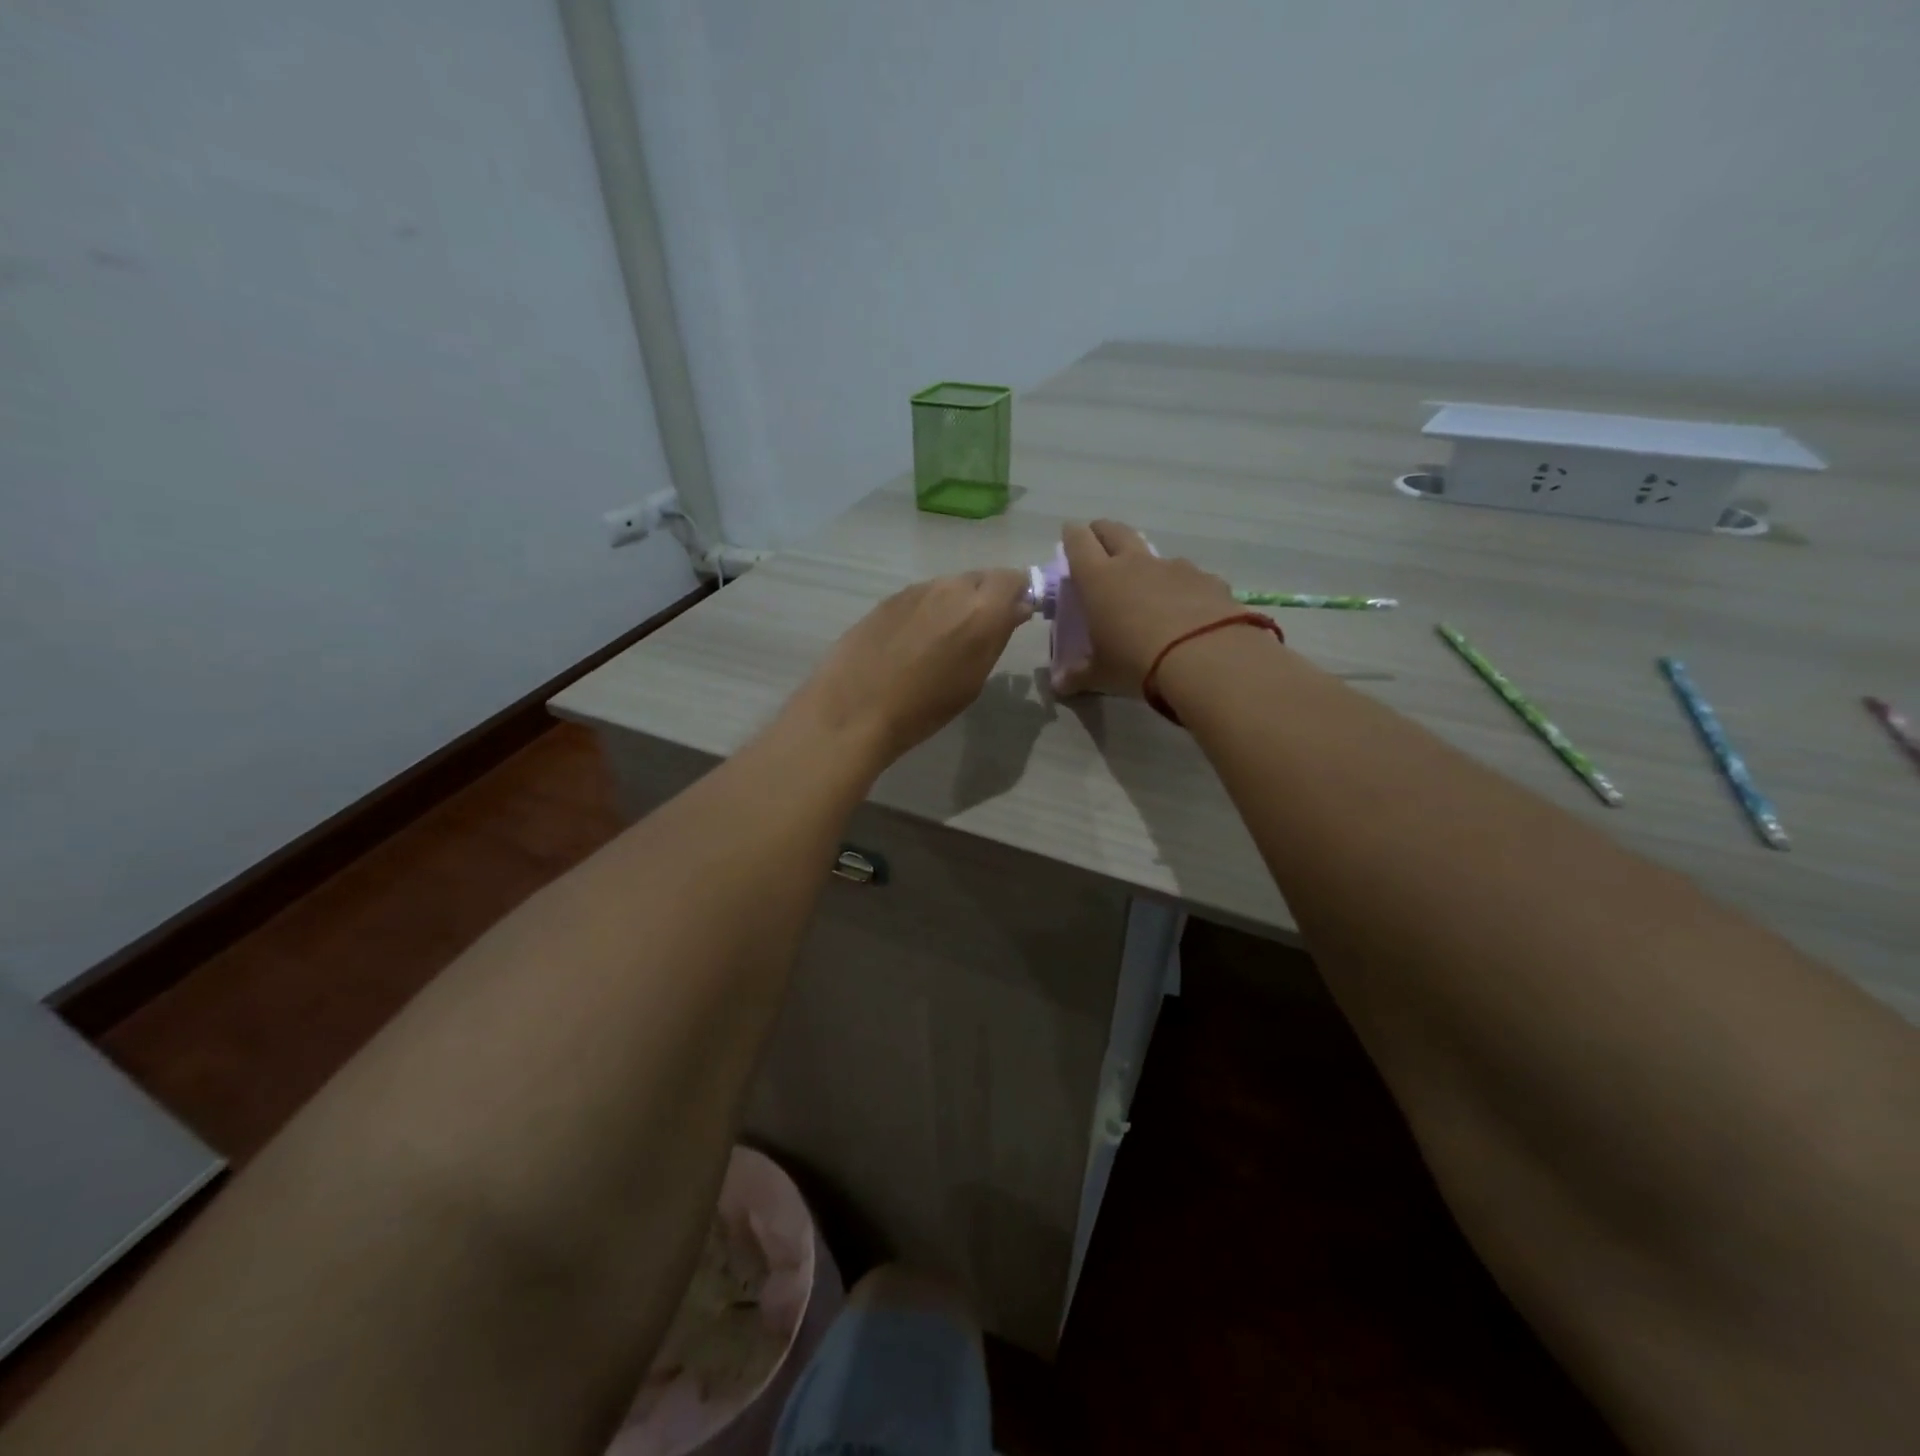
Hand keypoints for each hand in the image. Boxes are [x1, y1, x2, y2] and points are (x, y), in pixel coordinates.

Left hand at [789, 569, 1033, 764]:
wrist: (855, 707)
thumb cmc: (923, 708)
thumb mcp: (973, 680)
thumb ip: (996, 638)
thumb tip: (1014, 611)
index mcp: (982, 610)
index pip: (1014, 580)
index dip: (1019, 595)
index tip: (1016, 616)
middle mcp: (952, 588)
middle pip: (982, 578)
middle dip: (989, 597)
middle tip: (982, 629)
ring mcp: (917, 589)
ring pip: (950, 585)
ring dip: (957, 602)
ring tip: (945, 637)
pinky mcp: (889, 598)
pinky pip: (922, 595)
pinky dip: (929, 609)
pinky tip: (914, 639)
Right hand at [1056, 520, 1243, 695]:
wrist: (1205, 658)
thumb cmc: (1137, 663)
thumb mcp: (1102, 675)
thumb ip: (1078, 676)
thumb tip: (1059, 685)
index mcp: (1099, 580)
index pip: (1079, 542)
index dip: (1072, 535)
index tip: (1070, 533)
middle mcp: (1135, 564)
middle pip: (1115, 531)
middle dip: (1103, 532)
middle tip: (1099, 541)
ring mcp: (1174, 568)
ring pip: (1153, 554)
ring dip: (1145, 563)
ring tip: (1146, 586)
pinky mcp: (1207, 579)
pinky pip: (1189, 577)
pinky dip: (1182, 587)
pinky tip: (1187, 610)